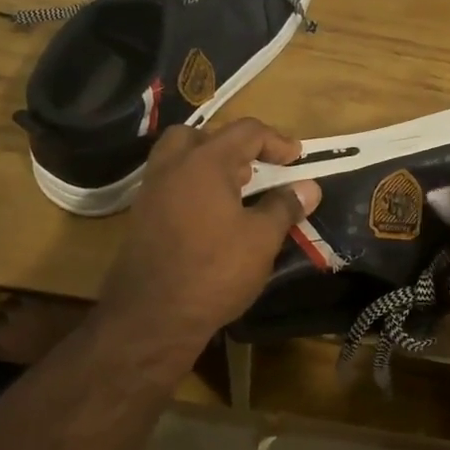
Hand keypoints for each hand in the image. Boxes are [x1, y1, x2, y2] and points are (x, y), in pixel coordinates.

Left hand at [98, 119, 320, 356]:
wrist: (152, 317)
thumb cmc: (214, 270)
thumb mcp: (261, 239)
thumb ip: (284, 206)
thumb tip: (309, 187)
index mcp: (204, 162)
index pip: (245, 131)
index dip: (276, 141)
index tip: (297, 160)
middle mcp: (172, 167)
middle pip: (202, 136)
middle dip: (233, 146)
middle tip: (255, 170)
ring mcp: (151, 191)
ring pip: (179, 159)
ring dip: (209, 165)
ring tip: (236, 192)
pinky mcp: (141, 217)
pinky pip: (170, 185)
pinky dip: (193, 187)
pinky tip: (211, 217)